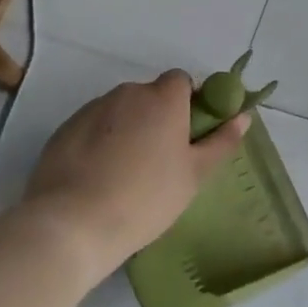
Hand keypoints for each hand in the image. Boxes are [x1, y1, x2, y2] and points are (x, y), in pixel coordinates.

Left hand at [9, 71, 248, 272]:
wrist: (71, 225)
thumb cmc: (146, 197)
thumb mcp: (195, 174)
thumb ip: (222, 141)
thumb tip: (243, 117)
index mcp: (163, 98)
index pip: (181, 81)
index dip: (189, 102)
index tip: (189, 133)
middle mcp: (127, 93)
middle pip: (150, 96)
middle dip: (158, 118)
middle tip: (161, 159)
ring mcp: (91, 109)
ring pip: (120, 111)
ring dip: (128, 129)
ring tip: (126, 172)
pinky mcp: (63, 130)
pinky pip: (93, 127)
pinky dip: (100, 142)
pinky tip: (99, 177)